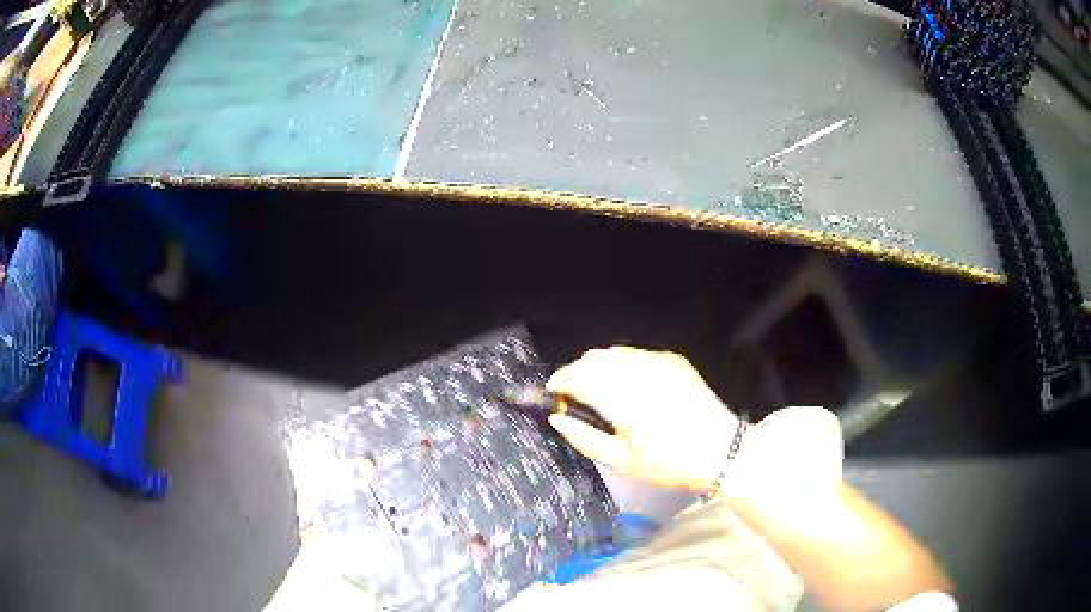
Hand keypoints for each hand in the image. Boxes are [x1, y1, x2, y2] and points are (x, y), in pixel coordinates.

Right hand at [546, 347, 738, 492]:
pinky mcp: (672, 359)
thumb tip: (556, 419)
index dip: (560, 381)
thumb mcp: (622, 462)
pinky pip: (636, 354)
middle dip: (577, 372)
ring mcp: (658, 362)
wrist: (720, 450)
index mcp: (623, 399)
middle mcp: (638, 372)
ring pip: (613, 352)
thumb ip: (584, 439)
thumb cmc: (669, 464)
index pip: (578, 376)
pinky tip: (629, 386)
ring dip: (599, 367)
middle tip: (576, 397)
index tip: (554, 394)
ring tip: (601, 391)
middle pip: (593, 358)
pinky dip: (623, 364)